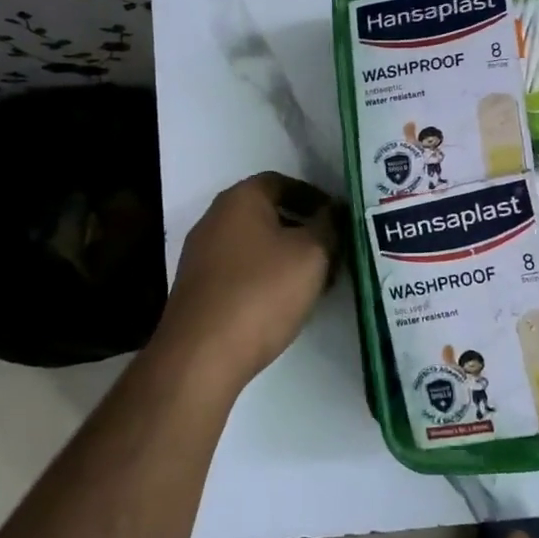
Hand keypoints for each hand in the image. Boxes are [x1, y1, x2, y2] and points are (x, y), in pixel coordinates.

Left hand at [156, 172, 339, 391]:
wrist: (201, 355)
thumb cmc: (262, 292)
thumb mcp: (312, 253)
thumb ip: (328, 225)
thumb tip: (334, 211)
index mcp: (240, 199)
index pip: (282, 182)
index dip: (314, 197)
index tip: (339, 219)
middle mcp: (215, 219)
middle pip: (268, 213)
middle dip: (304, 229)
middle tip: (335, 251)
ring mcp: (202, 255)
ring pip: (256, 244)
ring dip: (288, 256)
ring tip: (317, 280)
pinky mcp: (199, 289)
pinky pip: (242, 271)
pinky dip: (267, 277)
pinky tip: (286, 301)